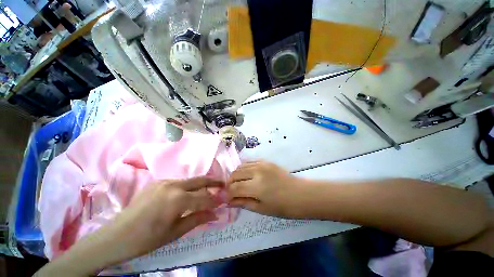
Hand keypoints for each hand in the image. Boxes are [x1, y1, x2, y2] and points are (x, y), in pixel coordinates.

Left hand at [102, 177, 222, 258]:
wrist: (115, 236)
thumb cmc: (147, 239)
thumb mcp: (175, 232)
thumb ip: (197, 219)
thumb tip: (215, 213)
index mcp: (177, 199)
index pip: (204, 197)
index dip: (216, 199)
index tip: (225, 199)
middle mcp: (173, 185)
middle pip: (199, 180)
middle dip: (213, 182)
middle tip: (223, 184)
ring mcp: (164, 181)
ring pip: (189, 180)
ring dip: (201, 184)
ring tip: (208, 190)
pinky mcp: (158, 182)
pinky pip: (179, 182)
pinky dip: (188, 186)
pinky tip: (188, 193)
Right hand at [227, 161, 310, 217]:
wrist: (301, 193)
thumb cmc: (283, 206)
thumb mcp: (262, 209)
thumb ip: (243, 203)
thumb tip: (229, 201)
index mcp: (257, 187)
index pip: (234, 188)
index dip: (228, 194)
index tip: (227, 198)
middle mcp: (257, 172)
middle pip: (235, 174)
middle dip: (230, 183)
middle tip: (232, 191)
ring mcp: (262, 164)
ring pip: (241, 166)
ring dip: (236, 175)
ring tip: (239, 183)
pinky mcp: (266, 161)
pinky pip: (249, 162)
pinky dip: (244, 169)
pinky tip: (247, 176)